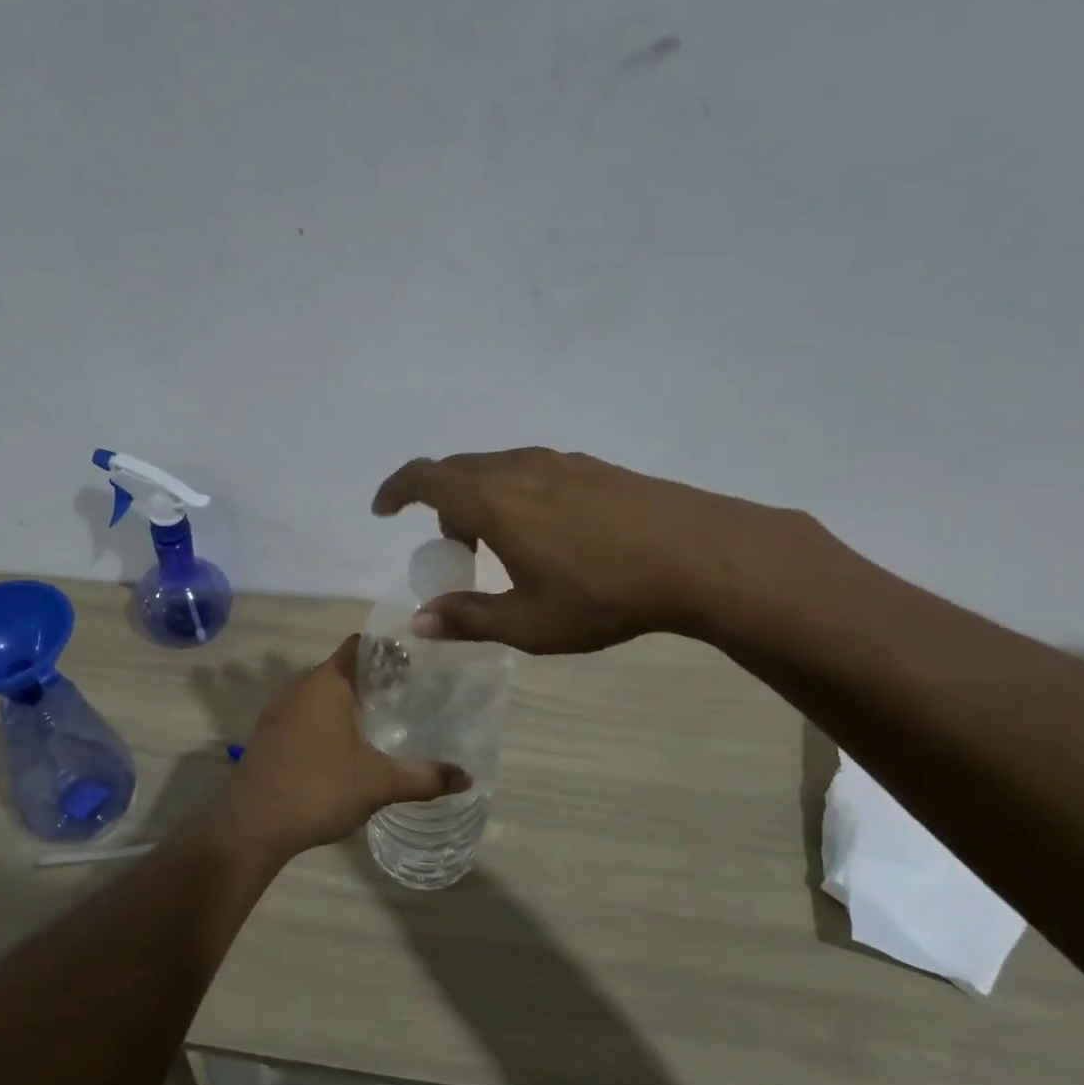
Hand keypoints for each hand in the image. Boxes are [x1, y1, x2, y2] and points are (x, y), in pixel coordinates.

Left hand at [219, 636, 469, 862]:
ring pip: (322, 694)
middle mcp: (299, 687)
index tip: (417, 663)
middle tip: (410, 695)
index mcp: (326, 682)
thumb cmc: (318, 789)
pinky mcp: (268, 736)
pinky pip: (305, 715)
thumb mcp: (379, 783)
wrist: (251, 827)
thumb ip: (424, 777)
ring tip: (383, 721)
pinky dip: (328, 721)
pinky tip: (346, 748)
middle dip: (375, 679)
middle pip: (342, 669)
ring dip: (349, 702)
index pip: (360, 646)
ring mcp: (279, 711)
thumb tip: (467, 778)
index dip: (389, 650)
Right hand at [373, 447, 811, 653]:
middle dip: (441, 505)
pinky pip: (530, 470)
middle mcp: (517, 467)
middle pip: (458, 471)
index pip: (424, 478)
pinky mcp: (591, 466)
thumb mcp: (528, 622)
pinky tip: (548, 533)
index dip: (396, 490)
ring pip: (496, 469)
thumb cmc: (603, 593)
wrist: (699, 555)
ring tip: (502, 546)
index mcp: (492, 499)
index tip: (384, 510)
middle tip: (455, 550)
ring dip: (480, 500)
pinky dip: (514, 494)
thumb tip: (419, 621)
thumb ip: (467, 618)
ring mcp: (558, 461)